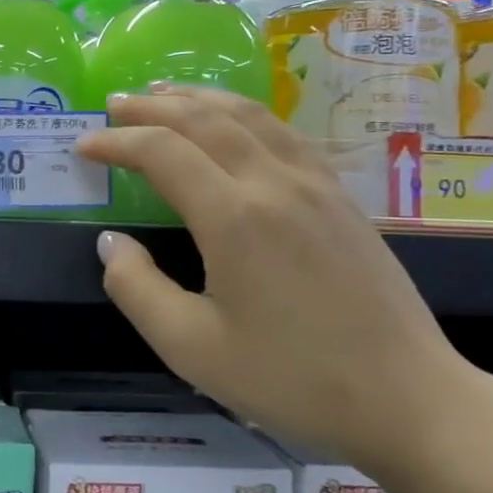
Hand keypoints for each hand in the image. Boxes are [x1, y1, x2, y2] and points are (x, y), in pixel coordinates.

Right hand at [74, 86, 481, 469]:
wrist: (408, 398)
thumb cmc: (291, 379)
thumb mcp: (191, 348)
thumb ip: (137, 289)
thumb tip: (111, 242)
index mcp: (234, 218)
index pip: (162, 153)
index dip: (116, 142)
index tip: (84, 146)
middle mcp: (273, 183)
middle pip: (204, 119)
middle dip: (151, 107)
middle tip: (112, 103)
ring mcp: (315, 184)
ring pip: (248, 115)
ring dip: (198, 99)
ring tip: (163, 94)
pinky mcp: (341, 196)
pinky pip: (283, 132)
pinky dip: (243, 113)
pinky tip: (234, 122)